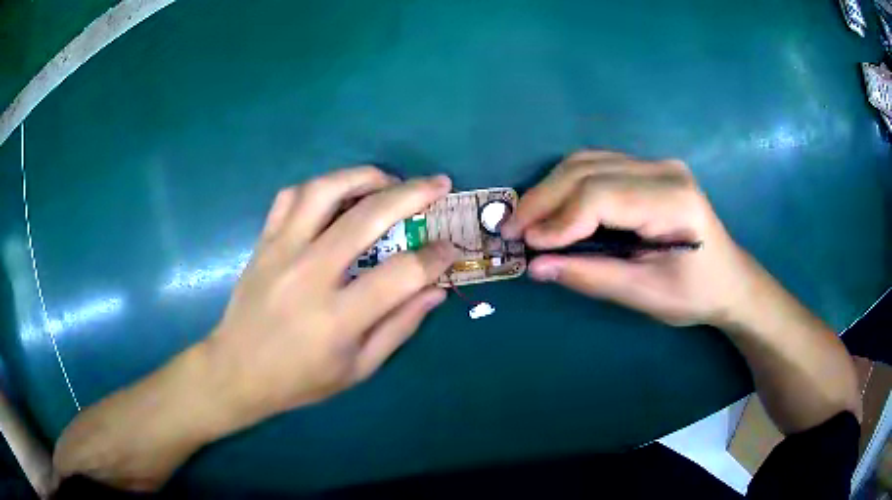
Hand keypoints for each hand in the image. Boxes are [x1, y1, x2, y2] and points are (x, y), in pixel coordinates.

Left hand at [205, 167, 457, 425]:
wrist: (237, 370)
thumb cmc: (300, 379)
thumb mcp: (358, 369)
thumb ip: (400, 327)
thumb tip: (436, 289)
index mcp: (338, 317)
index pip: (402, 274)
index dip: (435, 256)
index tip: (450, 249)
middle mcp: (309, 275)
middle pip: (368, 218)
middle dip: (413, 194)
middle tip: (438, 184)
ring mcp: (281, 252)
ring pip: (324, 191)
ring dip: (362, 176)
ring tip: (387, 180)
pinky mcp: (264, 243)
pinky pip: (290, 197)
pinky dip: (318, 187)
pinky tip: (336, 194)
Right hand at [501, 150, 754, 326]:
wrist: (730, 278)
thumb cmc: (694, 293)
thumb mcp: (644, 294)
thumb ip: (591, 277)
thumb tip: (536, 266)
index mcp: (672, 201)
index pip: (601, 195)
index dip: (558, 218)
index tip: (526, 244)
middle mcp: (664, 170)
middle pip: (588, 170)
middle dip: (543, 199)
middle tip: (510, 228)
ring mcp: (656, 164)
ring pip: (588, 161)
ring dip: (550, 189)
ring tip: (526, 220)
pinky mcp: (648, 169)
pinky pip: (597, 166)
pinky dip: (567, 186)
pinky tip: (554, 208)